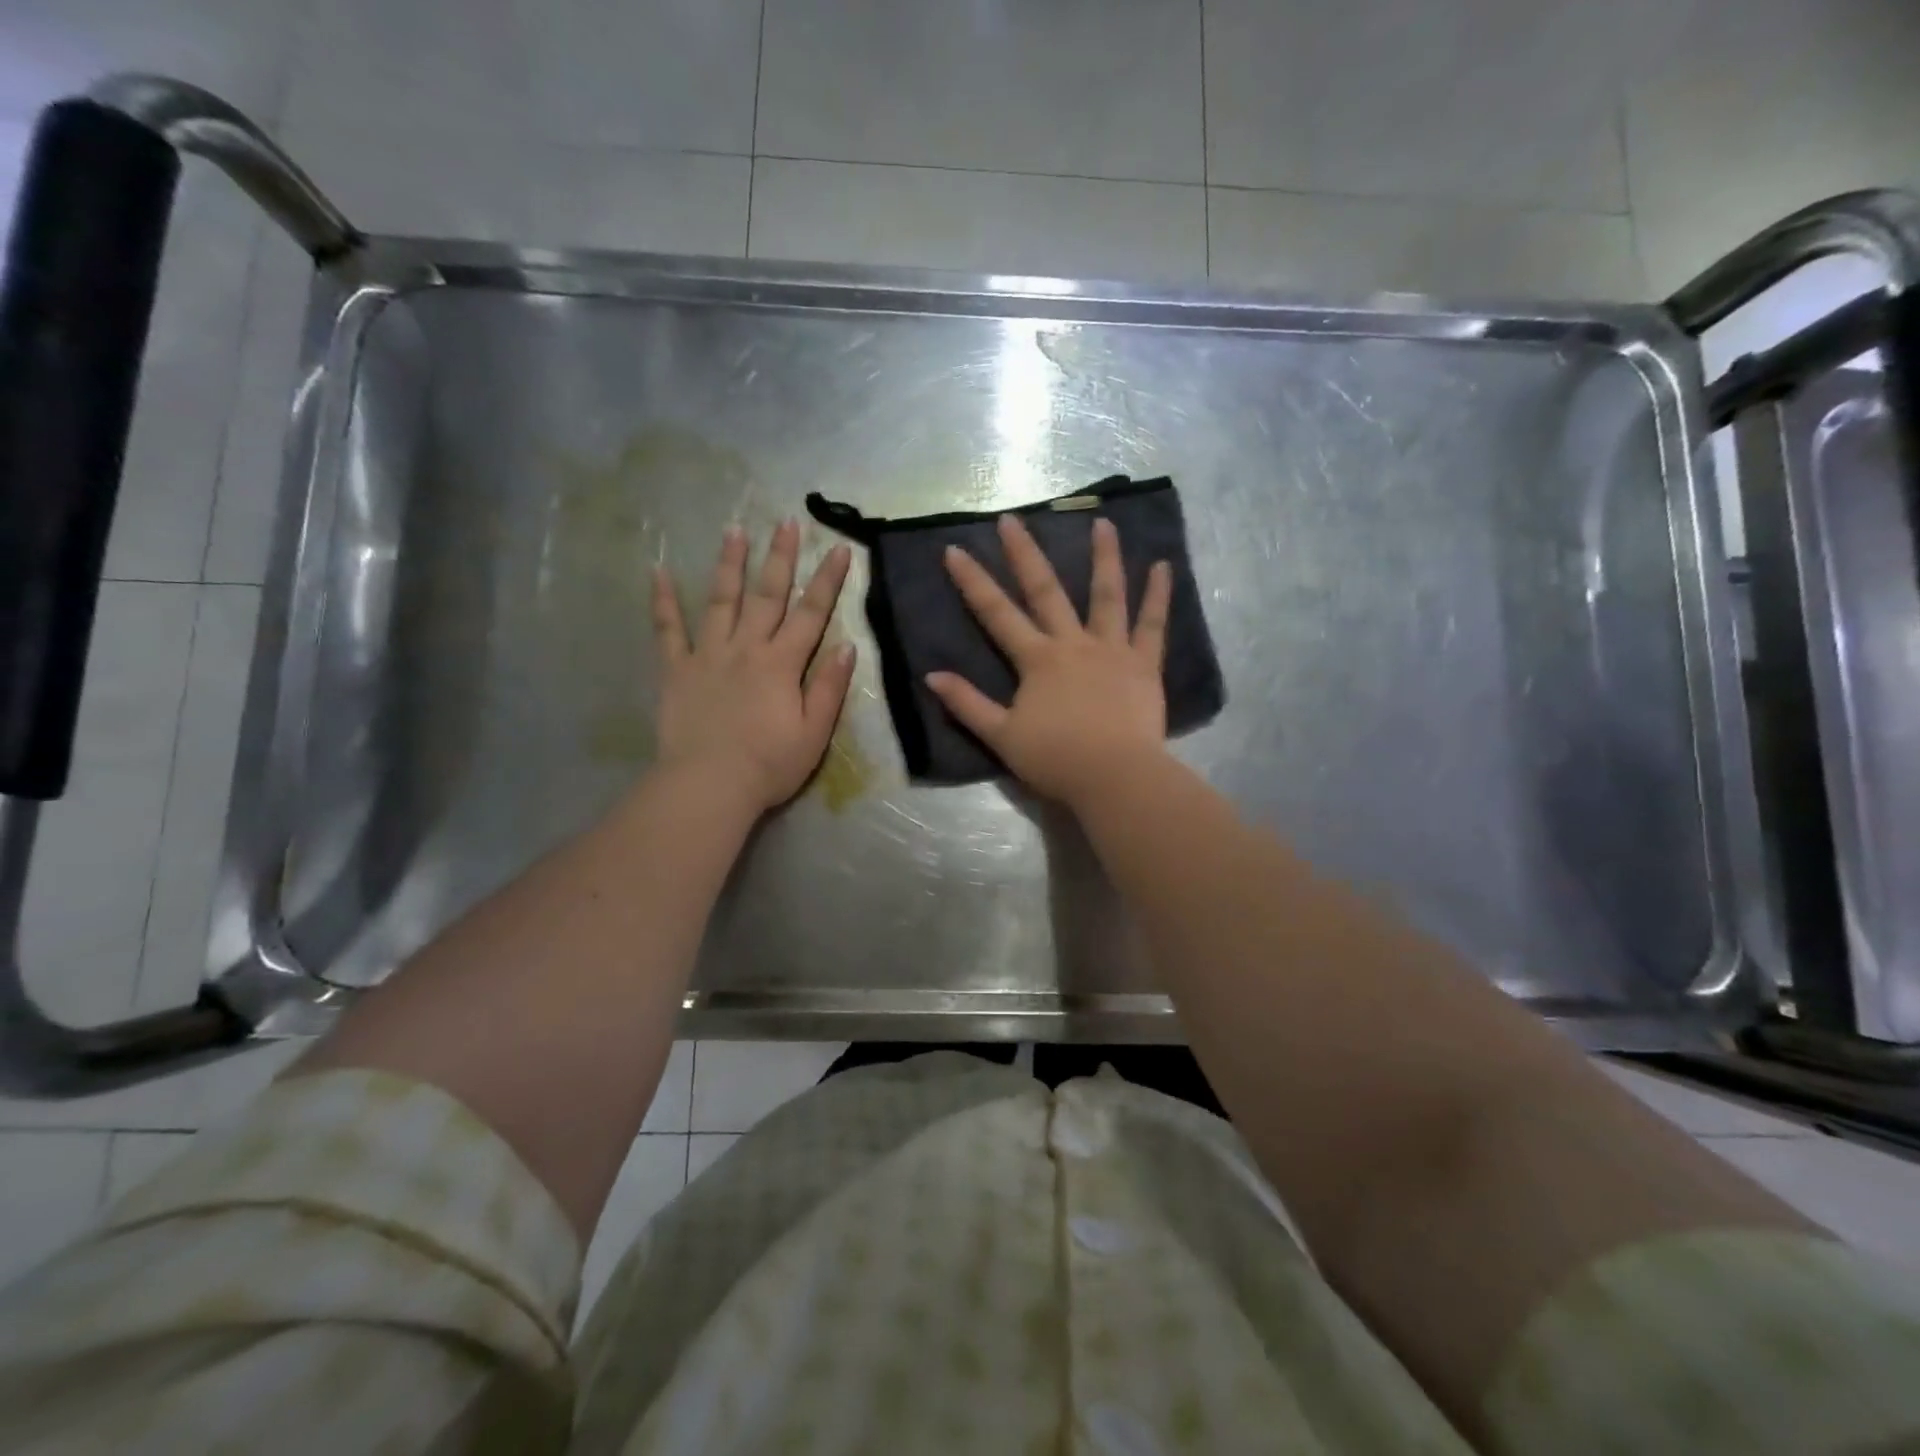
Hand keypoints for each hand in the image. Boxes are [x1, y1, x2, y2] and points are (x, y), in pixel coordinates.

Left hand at [652, 521, 855, 811]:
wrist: (709, 785)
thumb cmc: (769, 765)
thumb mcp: (814, 732)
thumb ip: (829, 687)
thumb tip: (846, 646)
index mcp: (782, 663)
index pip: (811, 613)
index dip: (827, 580)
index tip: (839, 548)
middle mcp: (746, 648)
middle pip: (767, 595)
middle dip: (780, 557)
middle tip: (786, 521)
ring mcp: (707, 655)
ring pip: (721, 600)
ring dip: (729, 564)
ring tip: (734, 529)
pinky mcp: (676, 670)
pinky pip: (668, 630)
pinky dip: (663, 601)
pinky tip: (658, 572)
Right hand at [927, 515, 1171, 806]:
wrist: (1114, 777)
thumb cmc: (1056, 760)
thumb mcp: (1001, 736)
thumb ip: (967, 704)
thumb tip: (931, 676)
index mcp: (1037, 660)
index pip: (997, 614)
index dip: (973, 582)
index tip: (955, 550)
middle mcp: (1073, 643)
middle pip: (1046, 591)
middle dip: (1025, 554)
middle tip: (1012, 519)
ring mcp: (1112, 650)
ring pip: (1107, 595)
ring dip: (1104, 557)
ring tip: (1103, 522)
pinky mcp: (1144, 664)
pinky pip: (1152, 625)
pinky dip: (1158, 595)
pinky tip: (1162, 566)